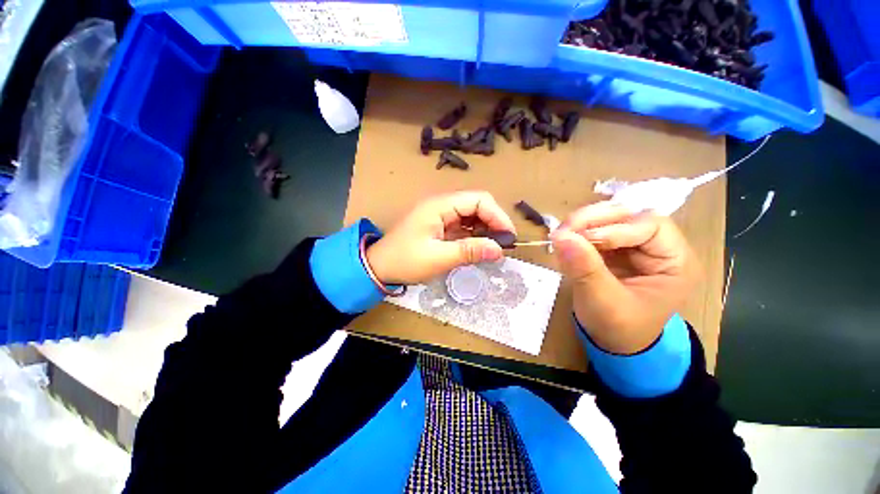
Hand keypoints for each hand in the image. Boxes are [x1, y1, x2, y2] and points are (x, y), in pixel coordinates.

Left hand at [366, 191, 516, 285]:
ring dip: (485, 229)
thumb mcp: (438, 258)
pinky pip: (463, 225)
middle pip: (477, 204)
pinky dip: (474, 235)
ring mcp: (440, 214)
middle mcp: (442, 204)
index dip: (497, 216)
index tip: (508, 237)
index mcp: (440, 205)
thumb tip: (499, 250)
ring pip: (471, 215)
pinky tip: (479, 247)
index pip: (478, 199)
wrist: (379, 266)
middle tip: (502, 245)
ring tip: (492, 248)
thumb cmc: (405, 260)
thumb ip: (469, 251)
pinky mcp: (440, 225)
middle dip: (493, 222)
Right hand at [551, 201, 699, 354]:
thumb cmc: (617, 328)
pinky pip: (596, 230)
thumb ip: (585, 268)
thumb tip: (561, 236)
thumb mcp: (603, 302)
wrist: (612, 342)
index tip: (582, 239)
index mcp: (675, 263)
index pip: (651, 226)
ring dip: (583, 223)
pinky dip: (578, 233)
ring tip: (561, 236)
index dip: (616, 228)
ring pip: (610, 219)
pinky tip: (565, 243)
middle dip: (595, 220)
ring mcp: (635, 246)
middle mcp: (659, 248)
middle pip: (630, 216)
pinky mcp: (615, 249)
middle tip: (564, 230)